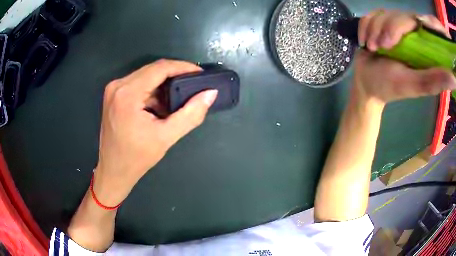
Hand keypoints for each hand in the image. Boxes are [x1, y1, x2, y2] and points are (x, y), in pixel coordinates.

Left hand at [93, 59, 217, 205]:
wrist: (113, 170)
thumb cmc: (137, 158)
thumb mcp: (166, 137)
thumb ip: (191, 114)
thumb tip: (210, 94)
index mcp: (128, 93)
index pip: (160, 68)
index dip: (182, 67)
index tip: (199, 73)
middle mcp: (118, 85)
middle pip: (152, 70)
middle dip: (174, 75)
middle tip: (193, 85)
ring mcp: (113, 89)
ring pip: (145, 76)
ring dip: (163, 84)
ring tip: (178, 97)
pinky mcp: (113, 95)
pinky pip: (137, 84)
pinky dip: (152, 91)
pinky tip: (160, 105)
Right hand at [354, 11, 455, 103]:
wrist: (366, 83)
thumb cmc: (389, 86)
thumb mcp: (414, 85)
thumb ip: (434, 80)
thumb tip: (454, 79)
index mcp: (423, 47)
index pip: (422, 24)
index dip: (417, 22)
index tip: (408, 32)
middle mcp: (410, 34)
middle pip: (400, 15)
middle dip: (388, 28)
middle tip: (382, 47)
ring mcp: (393, 27)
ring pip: (383, 13)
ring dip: (374, 29)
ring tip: (373, 47)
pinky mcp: (379, 23)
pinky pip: (370, 14)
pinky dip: (365, 26)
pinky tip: (366, 41)